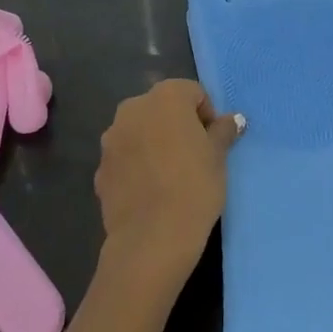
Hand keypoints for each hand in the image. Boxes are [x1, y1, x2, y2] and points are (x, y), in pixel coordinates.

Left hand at [97, 79, 244, 284]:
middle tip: (194, 156)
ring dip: (155, 143)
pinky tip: (151, 191)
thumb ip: (223, 131)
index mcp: (165, 97)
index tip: (213, 142)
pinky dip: (138, 166)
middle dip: (177, 125)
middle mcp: (133, 109)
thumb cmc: (194, 186)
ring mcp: (111, 139)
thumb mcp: (219, 156)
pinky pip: (125, 158)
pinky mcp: (99, 169)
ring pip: (141, 132)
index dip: (207, 115)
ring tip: (171, 175)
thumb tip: (232, 119)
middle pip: (162, 108)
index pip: (192, 92)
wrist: (151, 239)